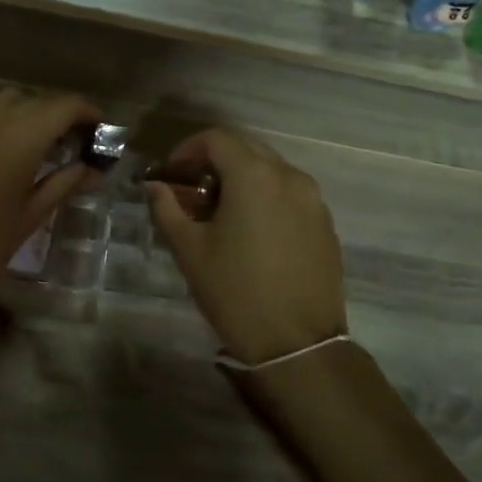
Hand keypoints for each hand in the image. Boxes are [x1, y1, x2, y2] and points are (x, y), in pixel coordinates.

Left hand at [0, 88, 101, 317]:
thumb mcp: (30, 216)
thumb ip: (64, 184)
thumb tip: (94, 169)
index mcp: (19, 138)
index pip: (64, 106)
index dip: (88, 112)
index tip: (103, 131)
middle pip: (39, 99)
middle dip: (64, 114)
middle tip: (80, 143)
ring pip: (11, 100)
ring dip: (35, 112)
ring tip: (47, 144)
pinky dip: (10, 119)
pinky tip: (15, 151)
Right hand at [146, 128, 347, 364]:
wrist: (297, 343)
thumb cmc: (235, 291)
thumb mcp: (189, 249)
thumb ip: (167, 208)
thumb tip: (155, 187)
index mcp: (254, 175)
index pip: (216, 138)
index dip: (187, 149)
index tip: (172, 174)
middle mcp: (289, 176)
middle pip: (246, 148)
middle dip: (214, 162)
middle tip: (192, 191)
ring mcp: (313, 200)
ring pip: (271, 171)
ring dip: (241, 179)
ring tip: (221, 213)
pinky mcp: (325, 224)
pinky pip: (290, 194)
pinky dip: (266, 198)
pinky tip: (252, 232)